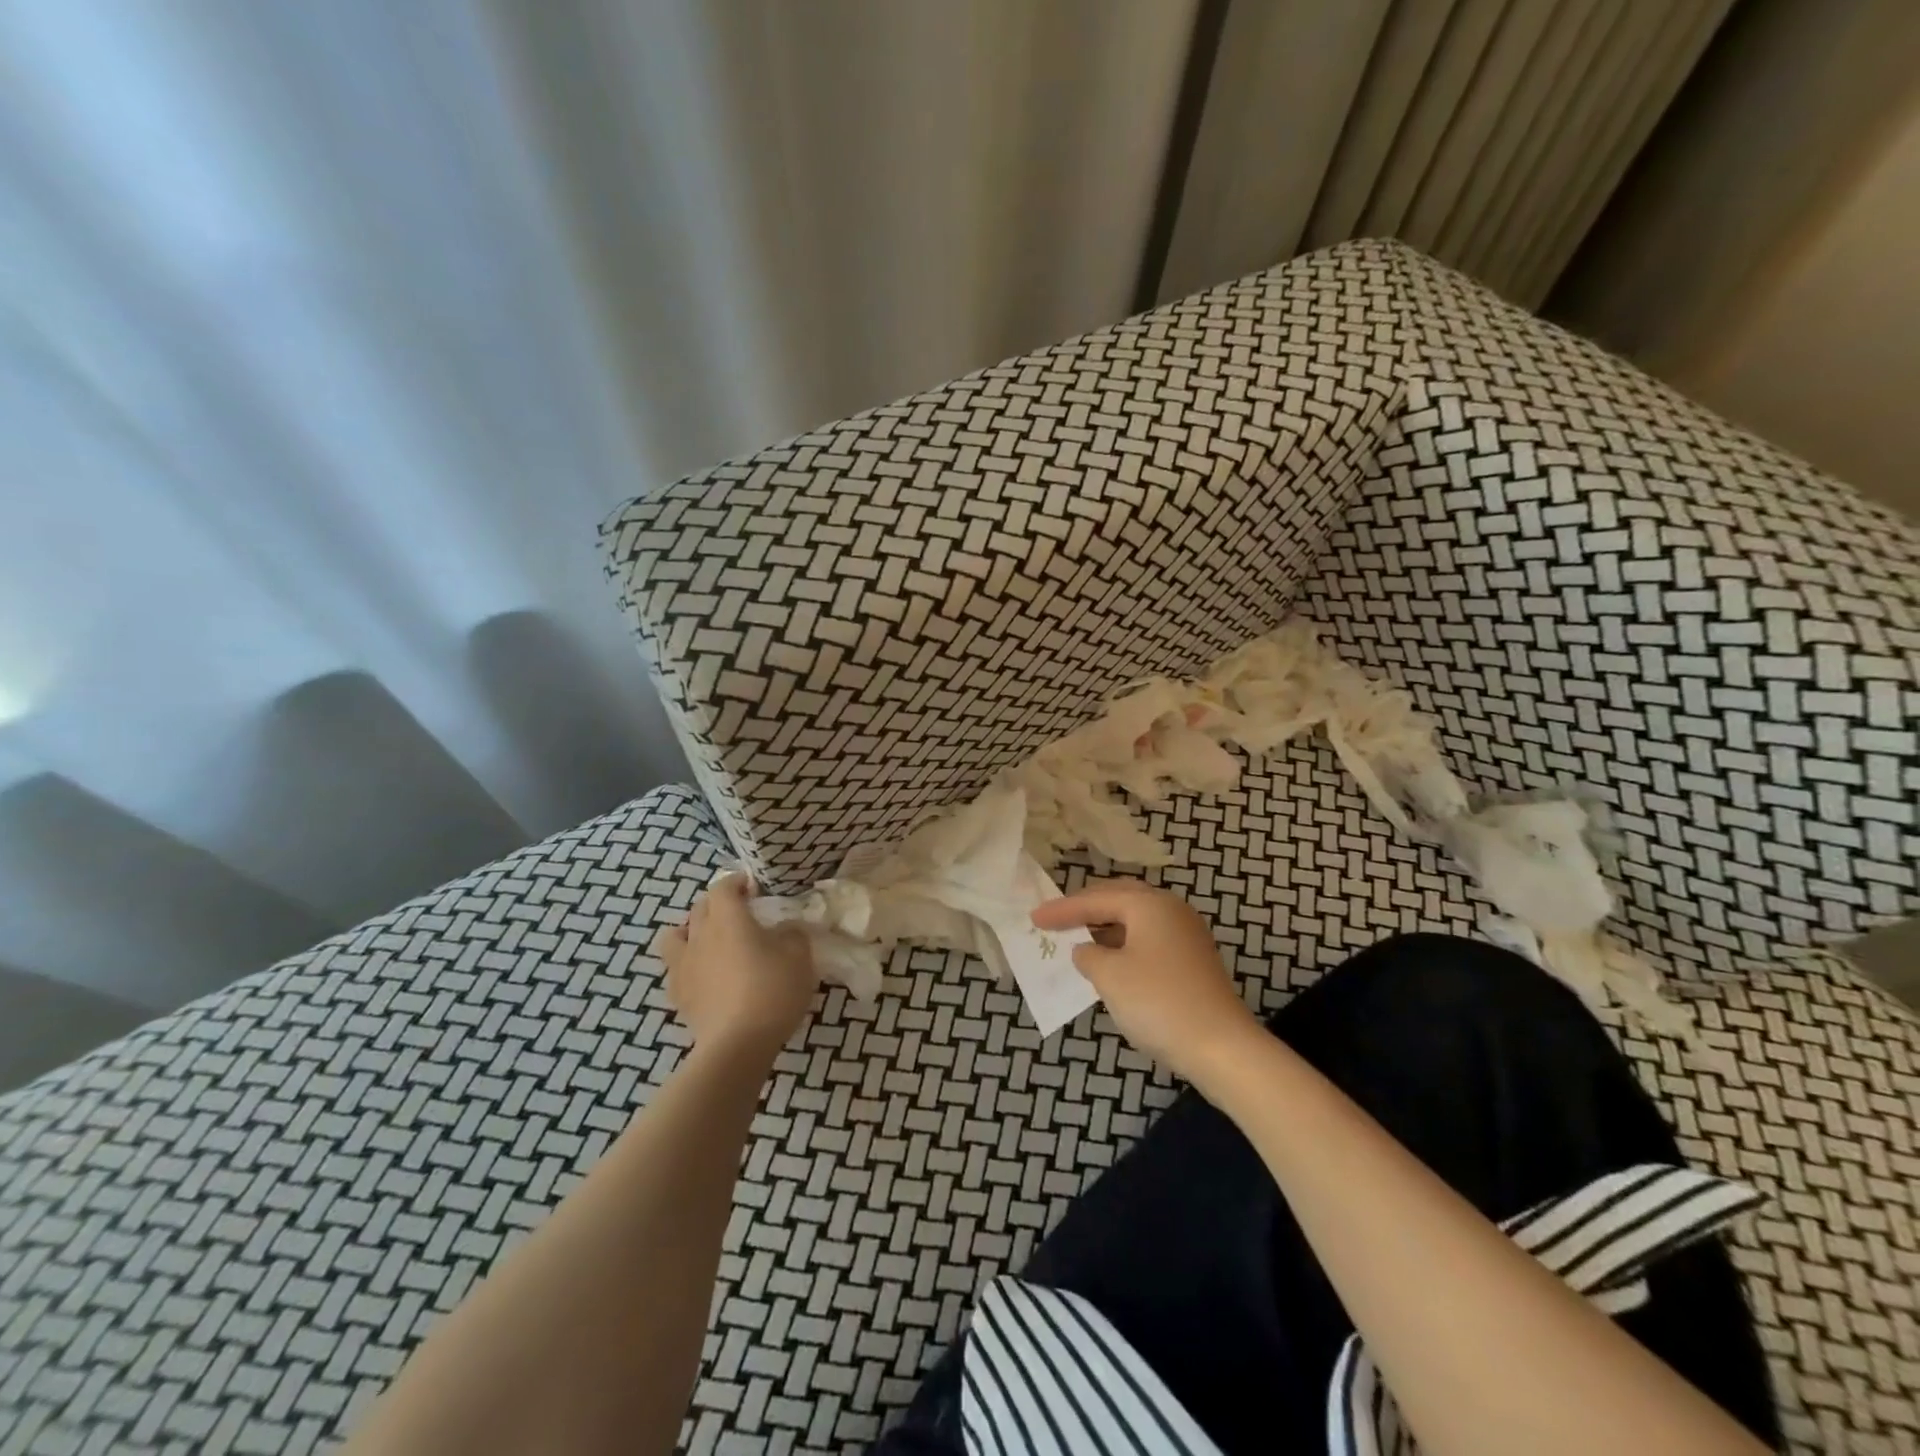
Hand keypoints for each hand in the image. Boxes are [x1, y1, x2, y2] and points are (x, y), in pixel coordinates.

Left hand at [656, 874, 818, 1058]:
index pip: (723, 886)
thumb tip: (785, 928)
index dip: (736, 882)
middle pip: (700, 907)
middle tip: (740, 913)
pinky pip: (675, 967)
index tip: (753, 887)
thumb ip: (792, 933)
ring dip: (692, 930)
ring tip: (711, 941)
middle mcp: (701, 934)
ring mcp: (684, 965)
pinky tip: (703, 975)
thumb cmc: (772, 990)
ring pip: (676, 935)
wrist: (737, 1044)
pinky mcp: (678, 994)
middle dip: (718, 904)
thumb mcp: (799, 956)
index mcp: (729, 918)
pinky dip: (687, 963)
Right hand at [1031, 878, 1260, 1084]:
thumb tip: (1087, 949)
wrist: (1222, 1047)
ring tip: (1079, 937)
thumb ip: (1088, 955)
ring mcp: (1186, 934)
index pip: (1095, 900)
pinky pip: (1149, 938)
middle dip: (1086, 908)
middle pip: (1120, 898)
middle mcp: (1170, 909)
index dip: (1061, 910)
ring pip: (1136, 918)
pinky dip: (1124, 942)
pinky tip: (1110, 960)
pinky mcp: (1193, 959)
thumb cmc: (1158, 1002)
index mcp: (1149, 904)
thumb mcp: (1110, 976)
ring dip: (1106, 926)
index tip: (1033, 918)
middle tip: (1058, 918)